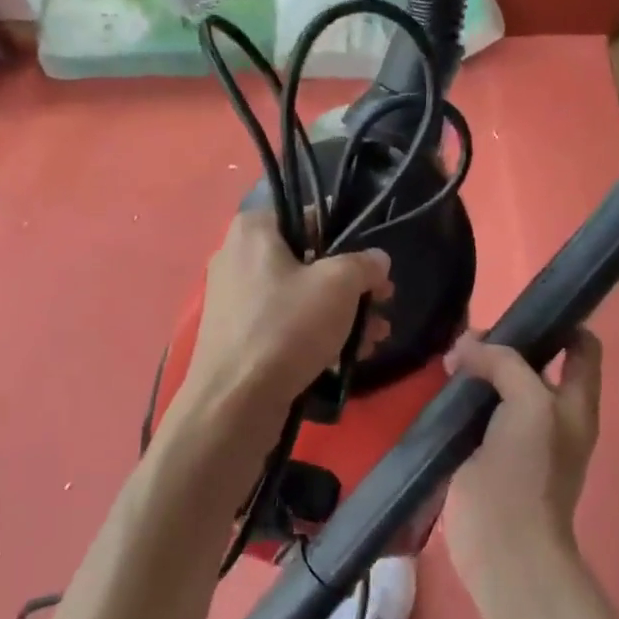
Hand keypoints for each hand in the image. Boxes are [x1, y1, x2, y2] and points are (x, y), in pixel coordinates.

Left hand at [174, 210, 392, 440]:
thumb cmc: (287, 327)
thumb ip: (364, 265)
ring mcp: (235, 299)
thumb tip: (377, 260)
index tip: (370, 264)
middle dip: (350, 285)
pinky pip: (284, 323)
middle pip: (306, 260)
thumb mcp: (339, 286)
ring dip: (341, 314)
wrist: (235, 402)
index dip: (344, 236)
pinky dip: (315, 334)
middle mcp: (237, 257)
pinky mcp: (238, 336)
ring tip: (375, 338)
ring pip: (299, 296)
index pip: (305, 216)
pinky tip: (349, 357)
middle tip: (382, 303)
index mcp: (253, 230)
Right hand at [443, 328, 603, 590]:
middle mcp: (549, 413)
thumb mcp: (531, 404)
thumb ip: (505, 364)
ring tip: (448, 356)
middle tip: (469, 337)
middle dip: (504, 344)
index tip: (523, 308)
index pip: (581, 347)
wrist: (503, 543)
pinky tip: (437, 385)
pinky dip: (458, 394)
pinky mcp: (482, 450)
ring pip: (498, 385)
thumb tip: (466, 346)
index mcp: (576, 402)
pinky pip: (473, 410)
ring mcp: (515, 433)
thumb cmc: (529, 470)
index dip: (560, 322)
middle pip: (532, 362)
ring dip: (476, 368)